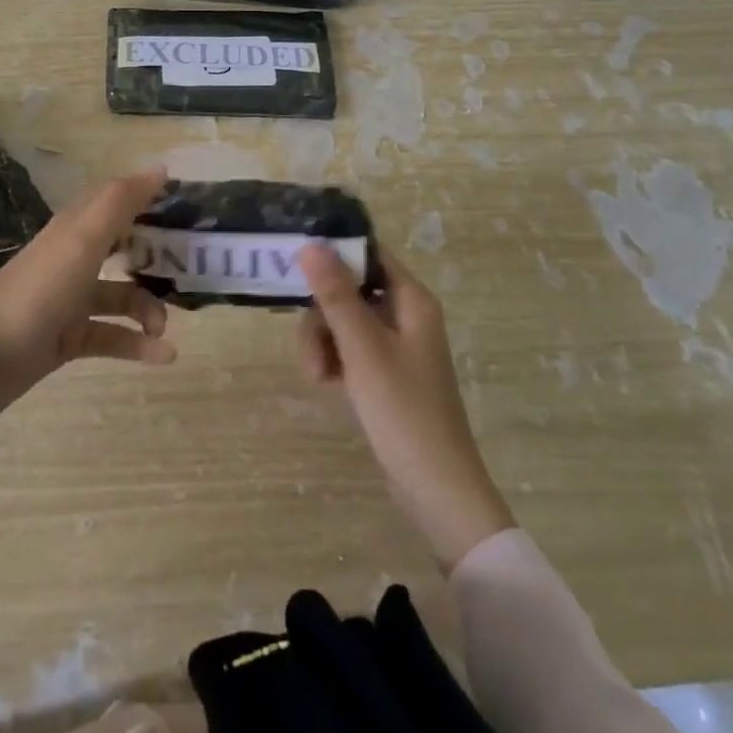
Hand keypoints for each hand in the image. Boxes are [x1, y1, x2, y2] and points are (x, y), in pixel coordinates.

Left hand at [0, 168, 174, 422]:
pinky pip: (112, 336)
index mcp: (74, 228)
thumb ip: (121, 202)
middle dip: (155, 257)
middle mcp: (73, 258)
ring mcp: (69, 300)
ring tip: (163, 328)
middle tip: (188, 268)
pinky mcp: (68, 338)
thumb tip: (161, 168)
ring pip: (121, 296)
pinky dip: (137, 345)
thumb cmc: (37, 290)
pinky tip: (164, 356)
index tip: (185, 204)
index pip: (115, 201)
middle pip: (122, 248)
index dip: (146, 198)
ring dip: (148, 310)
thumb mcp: (82, 239)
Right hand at [296, 245, 514, 569]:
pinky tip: (327, 385)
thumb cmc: (404, 411)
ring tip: (318, 377)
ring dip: (322, 343)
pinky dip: (334, 361)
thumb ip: (337, 296)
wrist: (436, 488)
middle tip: (311, 350)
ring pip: (343, 322)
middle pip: (348, 290)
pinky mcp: (385, 373)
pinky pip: (349, 349)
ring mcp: (395, 345)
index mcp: (411, 300)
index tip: (295, 270)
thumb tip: (311, 244)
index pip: (367, 255)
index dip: (333, 256)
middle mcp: (405, 315)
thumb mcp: (364, 349)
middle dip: (322, 316)